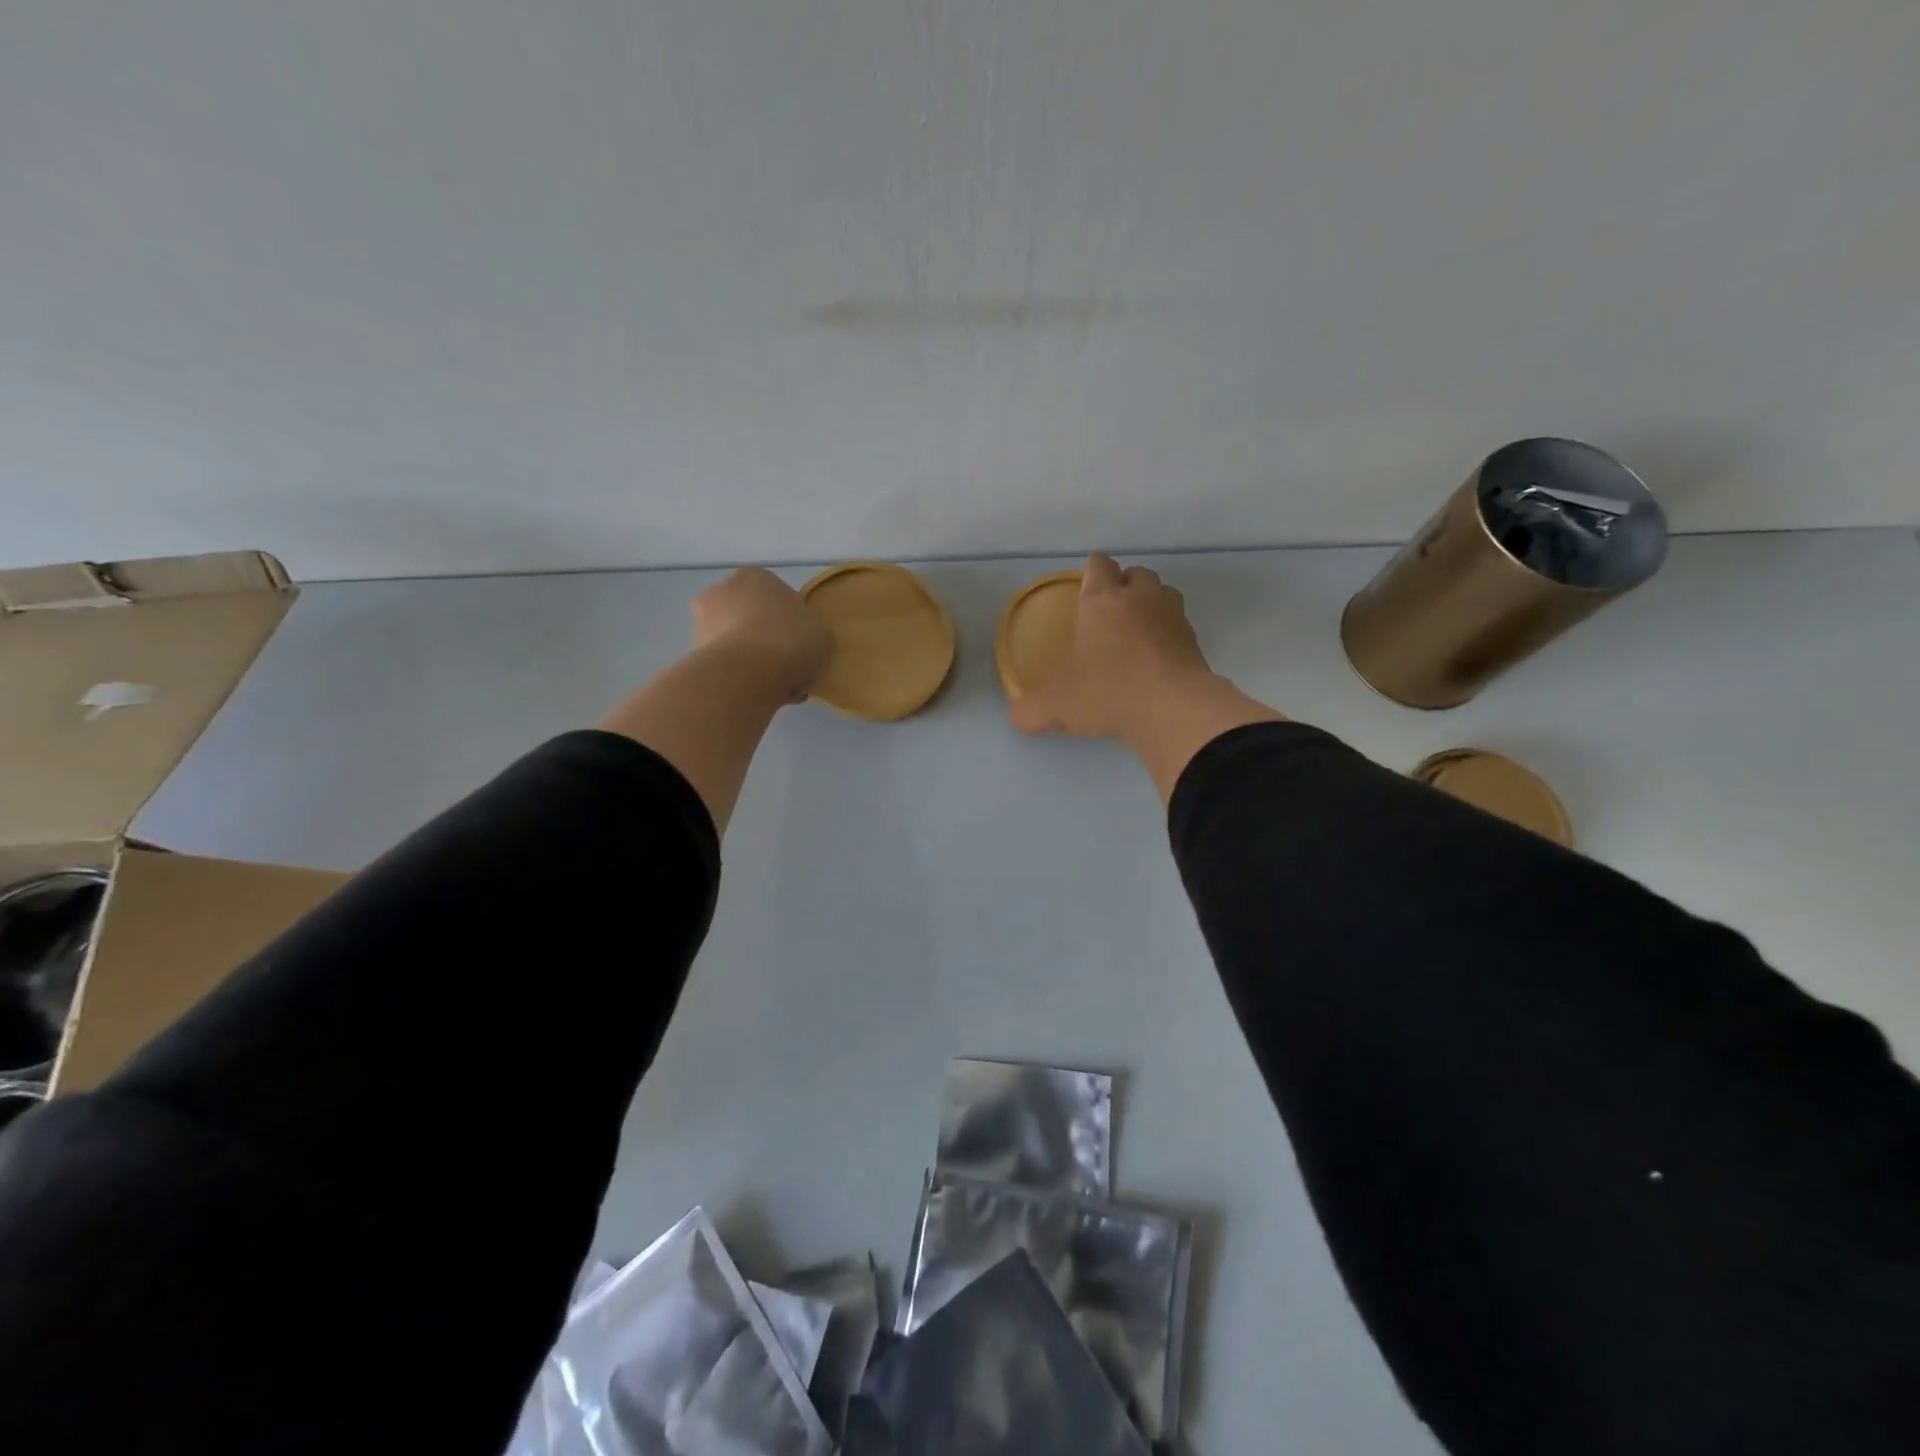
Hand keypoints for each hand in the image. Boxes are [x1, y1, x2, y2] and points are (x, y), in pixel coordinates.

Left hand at [690, 567, 832, 703]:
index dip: (791, 623)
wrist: (746, 674)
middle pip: (749, 617)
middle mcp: (721, 590)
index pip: (776, 597)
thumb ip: (810, 631)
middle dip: (763, 639)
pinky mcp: (691, 653)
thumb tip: (799, 642)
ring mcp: (701, 621)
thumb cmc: (790, 641)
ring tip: (773, 687)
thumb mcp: (822, 634)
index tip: (800, 644)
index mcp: (755, 577)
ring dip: (749, 660)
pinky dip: (736, 678)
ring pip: (734, 642)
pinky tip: (755, 695)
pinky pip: (724, 666)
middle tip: (785, 666)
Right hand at [1010, 553, 1216, 739]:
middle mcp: (1140, 598)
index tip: (1084, 587)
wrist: (1174, 709)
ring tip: (1137, 630)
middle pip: (1135, 573)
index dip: (1091, 571)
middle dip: (1123, 586)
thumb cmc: (1108, 693)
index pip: (1098, 564)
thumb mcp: (1057, 706)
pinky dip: (1168, 634)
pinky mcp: (1195, 640)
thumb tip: (1018, 716)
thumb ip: (1030, 710)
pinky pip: (1180, 624)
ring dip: (1150, 604)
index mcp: (1102, 600)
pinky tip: (1157, 658)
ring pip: (1163, 593)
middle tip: (1109, 613)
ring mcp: (1173, 616)